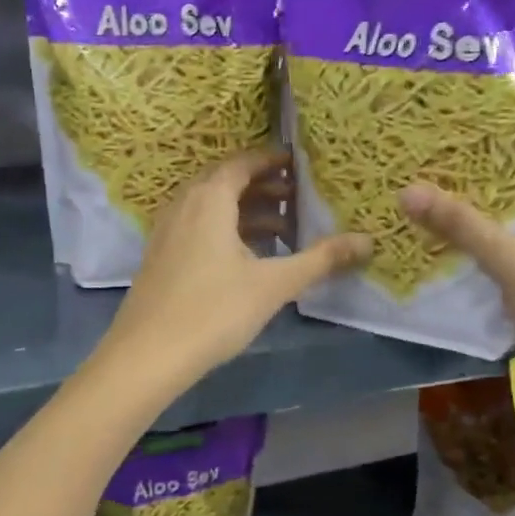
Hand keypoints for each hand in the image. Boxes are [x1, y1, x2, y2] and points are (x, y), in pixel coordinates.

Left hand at [102, 148, 370, 391]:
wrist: (147, 356)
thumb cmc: (214, 311)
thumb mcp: (273, 284)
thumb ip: (320, 260)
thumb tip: (367, 241)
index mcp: (209, 199)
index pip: (243, 163)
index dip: (271, 160)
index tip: (299, 163)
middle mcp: (184, 205)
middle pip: (226, 182)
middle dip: (263, 186)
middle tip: (297, 196)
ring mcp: (168, 232)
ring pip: (211, 207)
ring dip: (246, 211)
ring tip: (283, 230)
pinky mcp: (161, 257)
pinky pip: (198, 227)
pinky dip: (226, 230)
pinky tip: (247, 258)